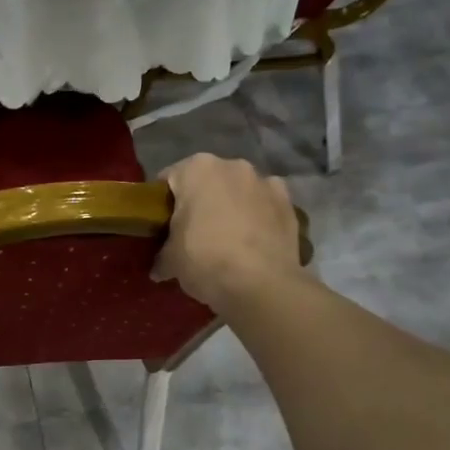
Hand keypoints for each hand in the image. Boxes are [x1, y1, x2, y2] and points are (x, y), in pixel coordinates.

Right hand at [153, 154, 303, 309]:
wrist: (261, 284)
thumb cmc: (204, 260)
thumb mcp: (171, 261)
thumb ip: (162, 256)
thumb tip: (159, 269)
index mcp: (197, 169)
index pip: (168, 179)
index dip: (161, 203)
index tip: (161, 225)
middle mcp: (233, 165)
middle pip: (207, 182)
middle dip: (200, 202)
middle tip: (192, 234)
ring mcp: (265, 182)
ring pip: (239, 191)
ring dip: (231, 207)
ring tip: (227, 240)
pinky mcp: (289, 203)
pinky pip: (264, 206)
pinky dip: (258, 218)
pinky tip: (253, 242)